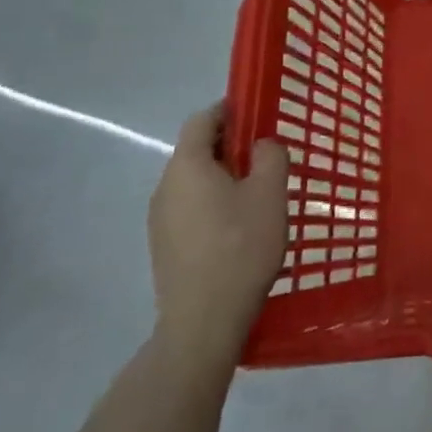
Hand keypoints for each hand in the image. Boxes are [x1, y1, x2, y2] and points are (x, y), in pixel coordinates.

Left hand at [147, 102, 288, 367]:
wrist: (203, 322)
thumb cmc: (241, 246)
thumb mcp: (271, 192)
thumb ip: (270, 155)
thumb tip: (261, 146)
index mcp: (187, 166)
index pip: (203, 119)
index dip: (231, 110)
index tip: (259, 116)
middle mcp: (165, 187)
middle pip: (197, 150)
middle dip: (231, 145)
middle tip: (267, 157)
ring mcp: (160, 220)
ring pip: (194, 181)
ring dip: (223, 177)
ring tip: (258, 194)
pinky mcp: (164, 247)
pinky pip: (190, 208)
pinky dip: (214, 204)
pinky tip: (240, 227)